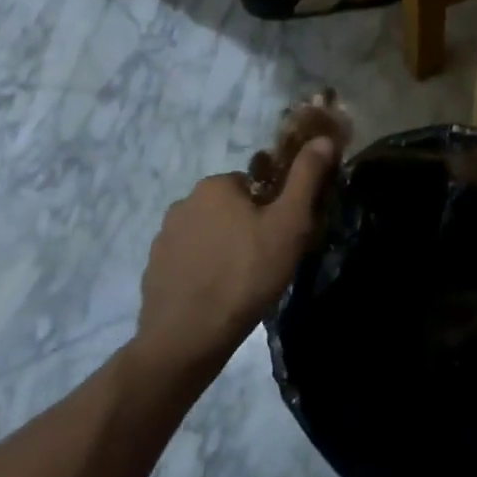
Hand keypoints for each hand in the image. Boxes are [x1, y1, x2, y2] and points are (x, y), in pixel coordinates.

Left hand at [137, 138, 339, 372]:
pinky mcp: (153, 269)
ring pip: (208, 235)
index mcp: (215, 185)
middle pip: (229, 208)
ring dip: (224, 249)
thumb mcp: (290, 223)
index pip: (254, 185)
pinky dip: (203, 272)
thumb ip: (306, 177)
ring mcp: (163, 238)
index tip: (282, 238)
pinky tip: (217, 297)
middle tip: (267, 261)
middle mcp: (183, 202)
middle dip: (247, 228)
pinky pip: (188, 261)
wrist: (188, 337)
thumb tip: (323, 139)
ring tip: (243, 283)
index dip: (273, 210)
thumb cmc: (247, 273)